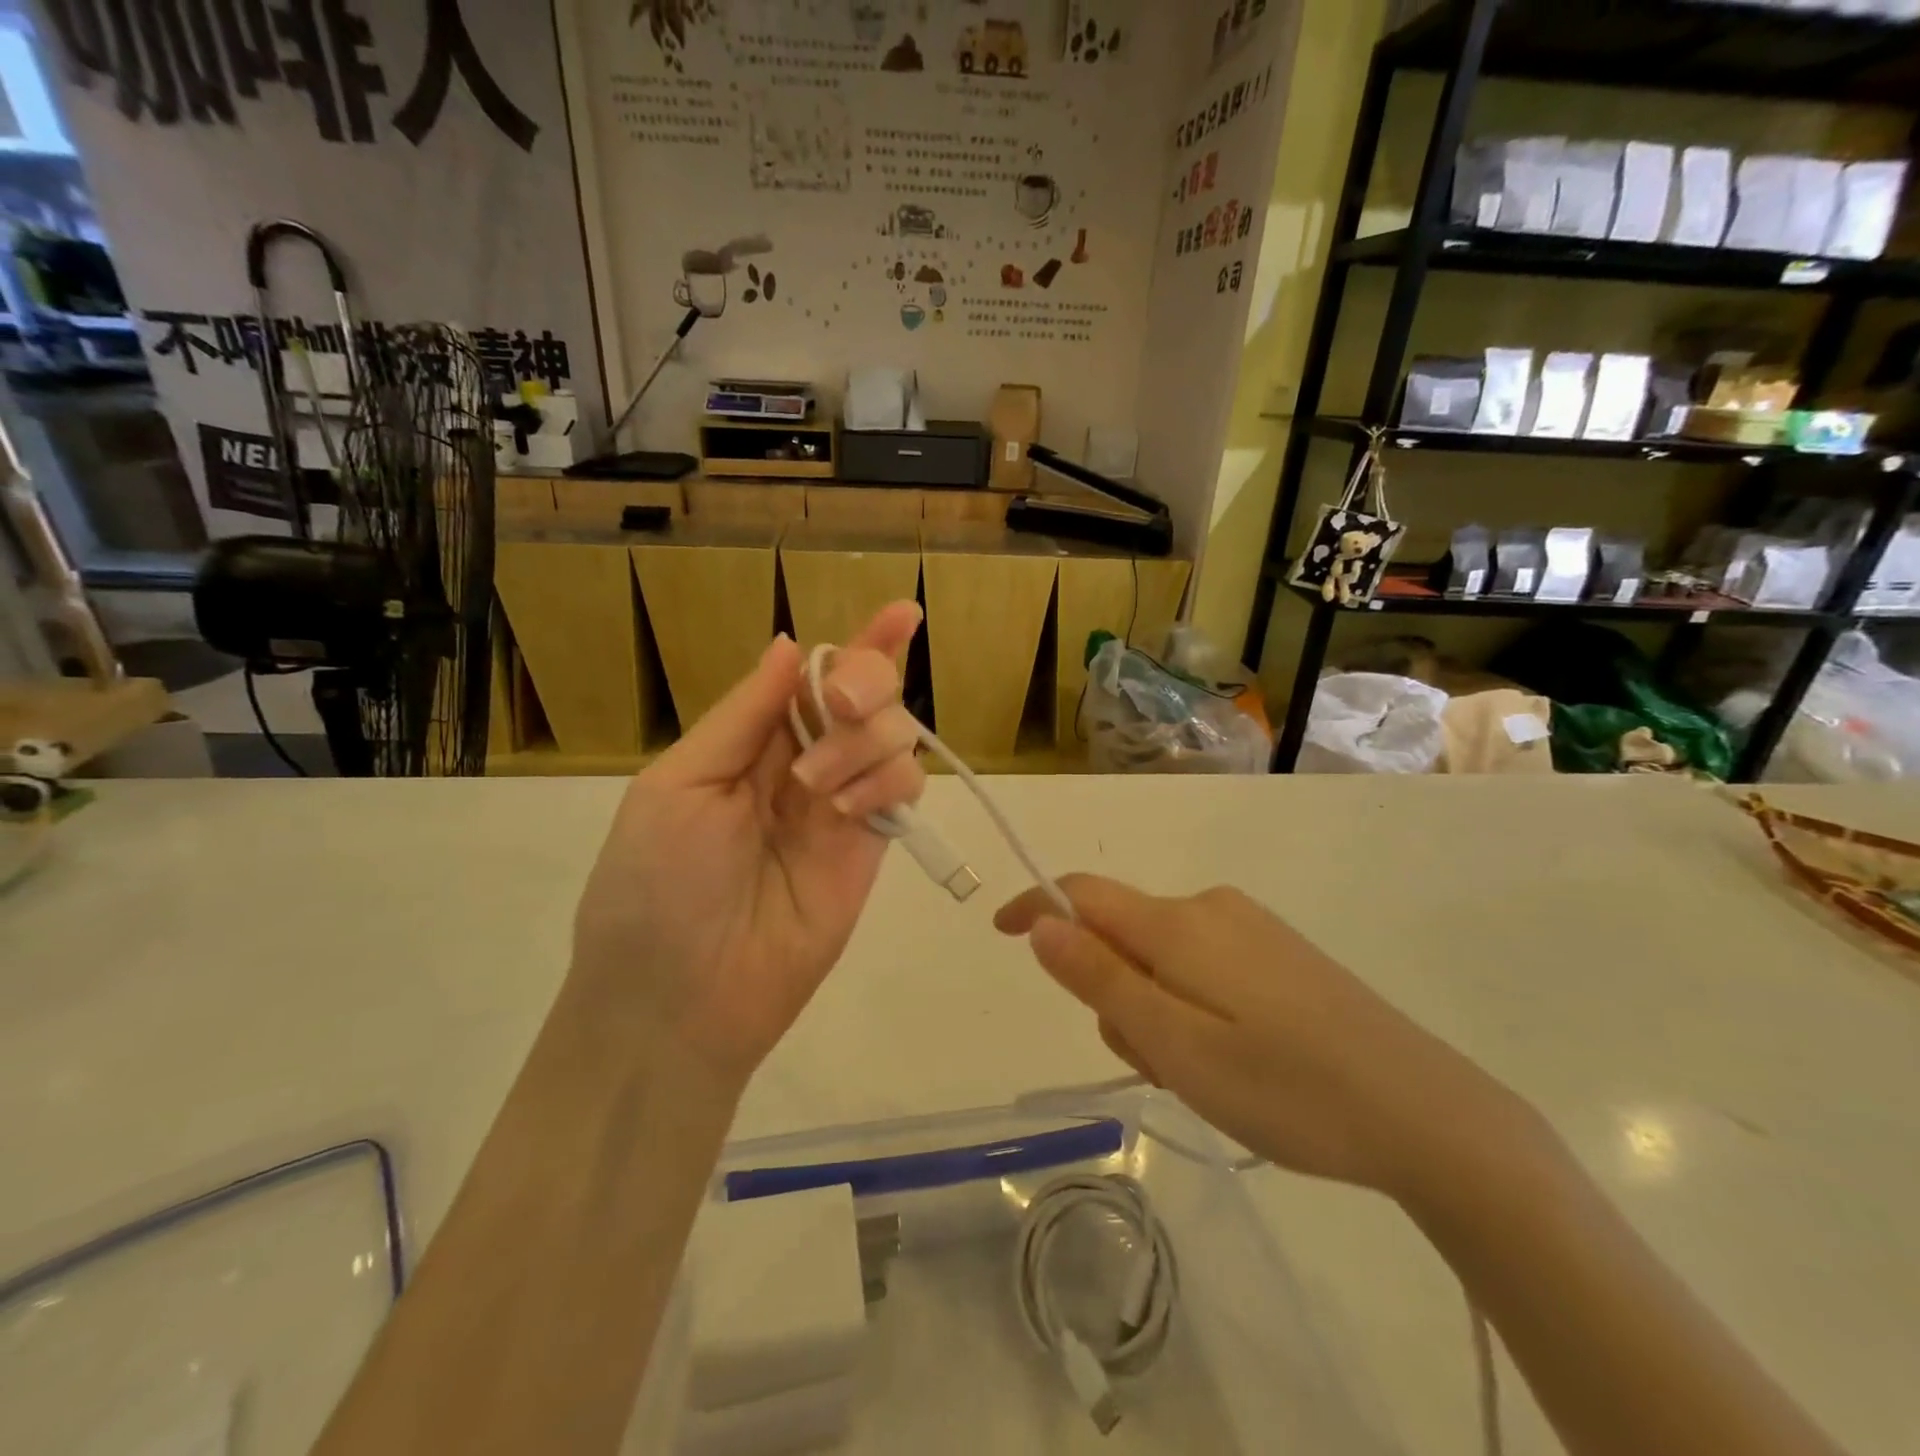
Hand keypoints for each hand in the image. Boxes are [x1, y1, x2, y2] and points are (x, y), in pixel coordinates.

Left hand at [571, 602, 925, 1087]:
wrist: (681, 999)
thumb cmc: (656, 885)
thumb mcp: (679, 785)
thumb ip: (743, 715)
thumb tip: (790, 645)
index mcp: (748, 741)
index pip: (811, 676)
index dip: (858, 642)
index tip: (902, 612)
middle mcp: (802, 762)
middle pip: (866, 694)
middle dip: (865, 680)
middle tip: (840, 703)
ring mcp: (842, 804)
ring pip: (895, 735)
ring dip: (865, 739)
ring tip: (817, 788)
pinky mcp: (872, 845)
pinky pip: (905, 786)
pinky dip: (887, 778)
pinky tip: (848, 809)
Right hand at [995, 876, 1526, 1201]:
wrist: (1429, 1116)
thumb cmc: (1288, 1088)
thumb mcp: (1177, 1046)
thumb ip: (1101, 980)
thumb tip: (1041, 923)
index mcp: (1180, 924)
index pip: (1082, 894)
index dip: (1035, 908)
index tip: (1000, 934)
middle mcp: (1211, 908)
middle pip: (1122, 934)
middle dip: (1113, 992)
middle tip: (1157, 1063)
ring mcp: (1250, 928)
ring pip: (1162, 957)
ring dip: (1155, 1008)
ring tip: (1206, 1072)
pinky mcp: (1280, 953)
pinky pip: (1202, 966)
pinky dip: (1191, 1006)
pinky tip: (1238, 1058)